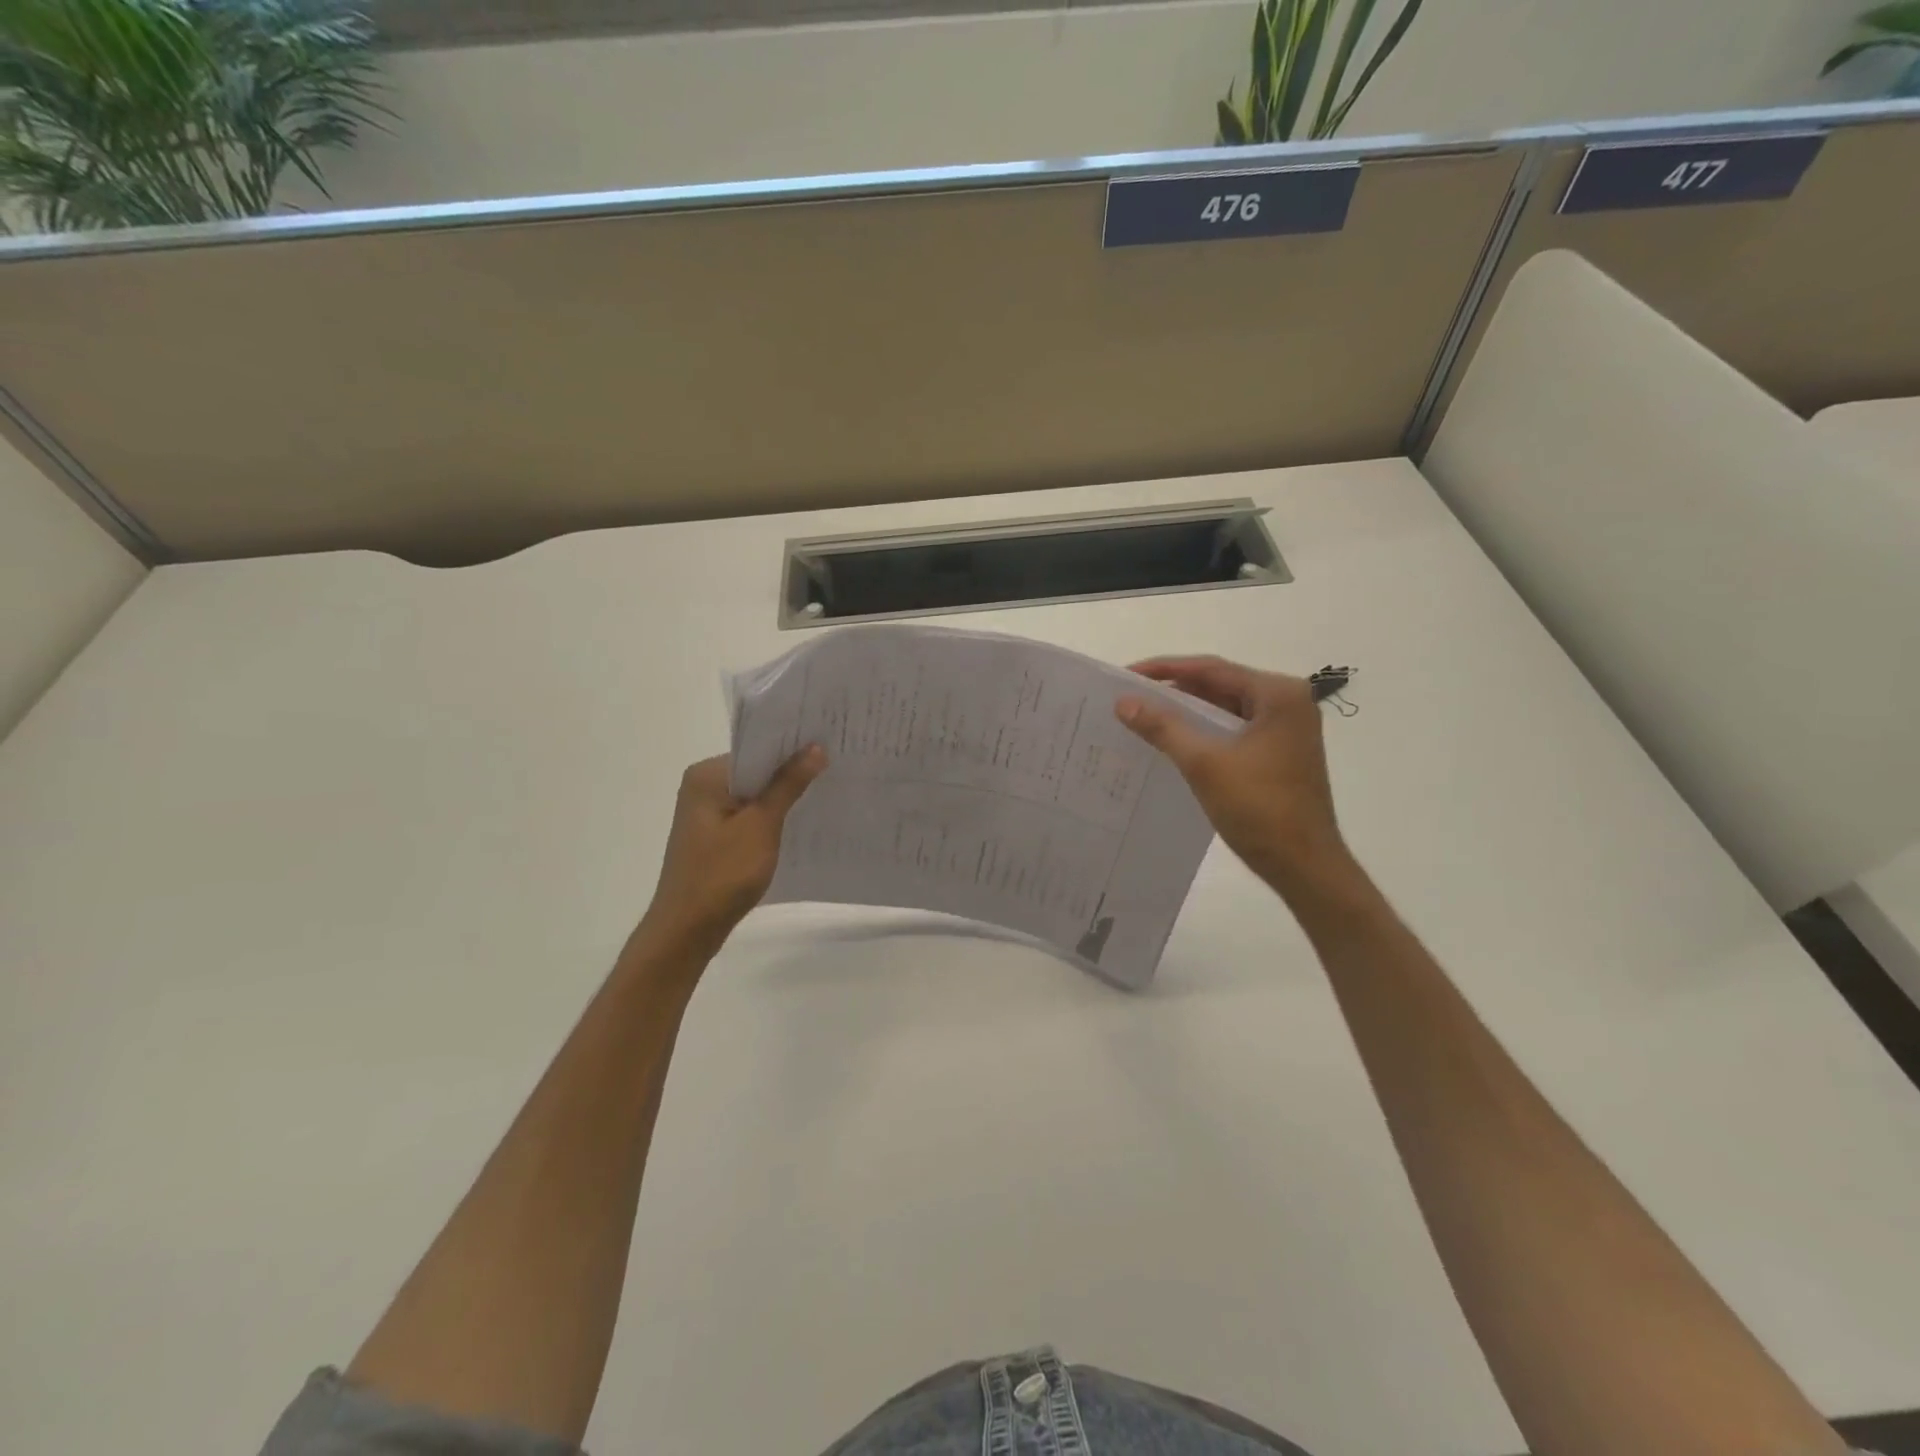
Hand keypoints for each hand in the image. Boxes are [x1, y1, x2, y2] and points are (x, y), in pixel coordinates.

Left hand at [640, 749, 825, 950]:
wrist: (687, 930)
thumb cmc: (722, 874)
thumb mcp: (761, 826)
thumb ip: (787, 785)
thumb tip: (814, 748)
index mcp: (707, 775)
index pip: (756, 748)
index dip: (792, 746)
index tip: (829, 743)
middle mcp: (703, 786)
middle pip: (756, 768)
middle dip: (791, 770)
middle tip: (836, 763)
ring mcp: (706, 812)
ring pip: (754, 793)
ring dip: (783, 794)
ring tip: (826, 787)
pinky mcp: (714, 834)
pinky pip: (749, 813)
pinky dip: (772, 815)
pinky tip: (800, 819)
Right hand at [1115, 656, 1350, 898]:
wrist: (1305, 867)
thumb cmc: (1259, 809)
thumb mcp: (1204, 764)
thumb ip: (1163, 727)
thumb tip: (1123, 702)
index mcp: (1278, 694)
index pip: (1211, 669)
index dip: (1164, 669)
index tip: (1125, 676)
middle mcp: (1287, 703)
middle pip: (1219, 685)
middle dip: (1173, 690)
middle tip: (1129, 696)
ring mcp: (1285, 729)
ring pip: (1224, 709)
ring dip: (1186, 713)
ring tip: (1142, 716)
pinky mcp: (1278, 753)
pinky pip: (1232, 731)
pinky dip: (1202, 732)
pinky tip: (1171, 741)